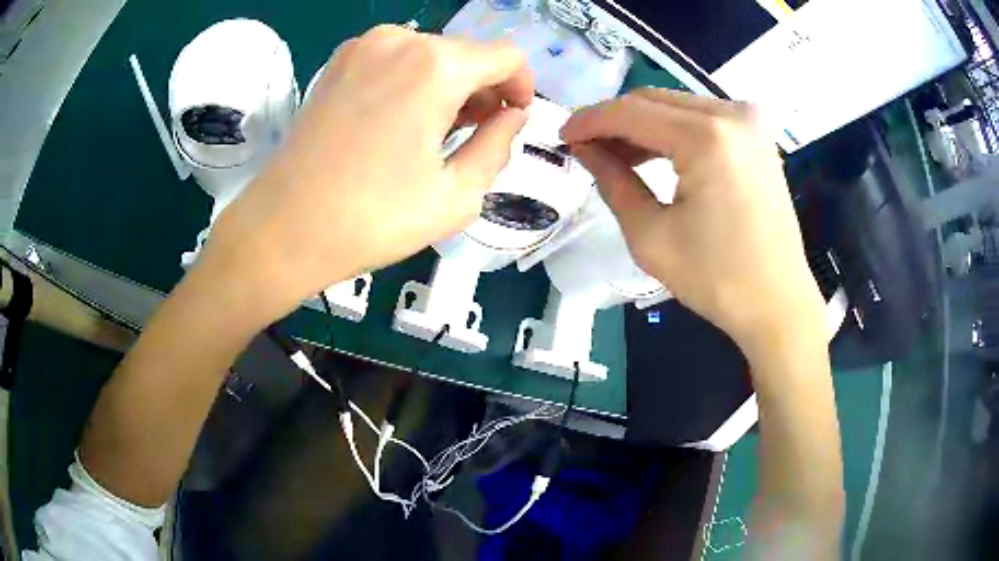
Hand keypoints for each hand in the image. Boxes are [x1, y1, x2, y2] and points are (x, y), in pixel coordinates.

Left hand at [200, 26, 532, 320]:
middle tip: (474, 135)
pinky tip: (400, 120)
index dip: (520, 86)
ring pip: (431, 54)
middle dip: (483, 89)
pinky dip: (413, 81)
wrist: (284, 228)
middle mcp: (401, 40)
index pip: (506, 56)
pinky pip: (396, 59)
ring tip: (435, 132)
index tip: (512, 119)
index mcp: (436, 67)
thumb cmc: (373, 218)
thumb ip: (498, 145)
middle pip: (467, 53)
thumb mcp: (458, 195)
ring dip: (448, 85)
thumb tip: (512, 116)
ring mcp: (362, 47)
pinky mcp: (337, 62)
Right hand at [561, 89, 824, 355]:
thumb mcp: (651, 236)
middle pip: (654, 100)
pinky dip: (673, 132)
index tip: (563, 136)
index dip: (590, 121)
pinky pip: (703, 119)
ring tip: (614, 153)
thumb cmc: (717, 279)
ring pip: (677, 106)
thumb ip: (612, 182)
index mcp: (707, 137)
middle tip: (585, 146)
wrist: (777, 302)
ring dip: (642, 125)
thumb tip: (585, 150)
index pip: (631, 112)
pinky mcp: (758, 136)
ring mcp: (751, 122)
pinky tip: (654, 153)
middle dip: (614, 120)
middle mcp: (732, 114)